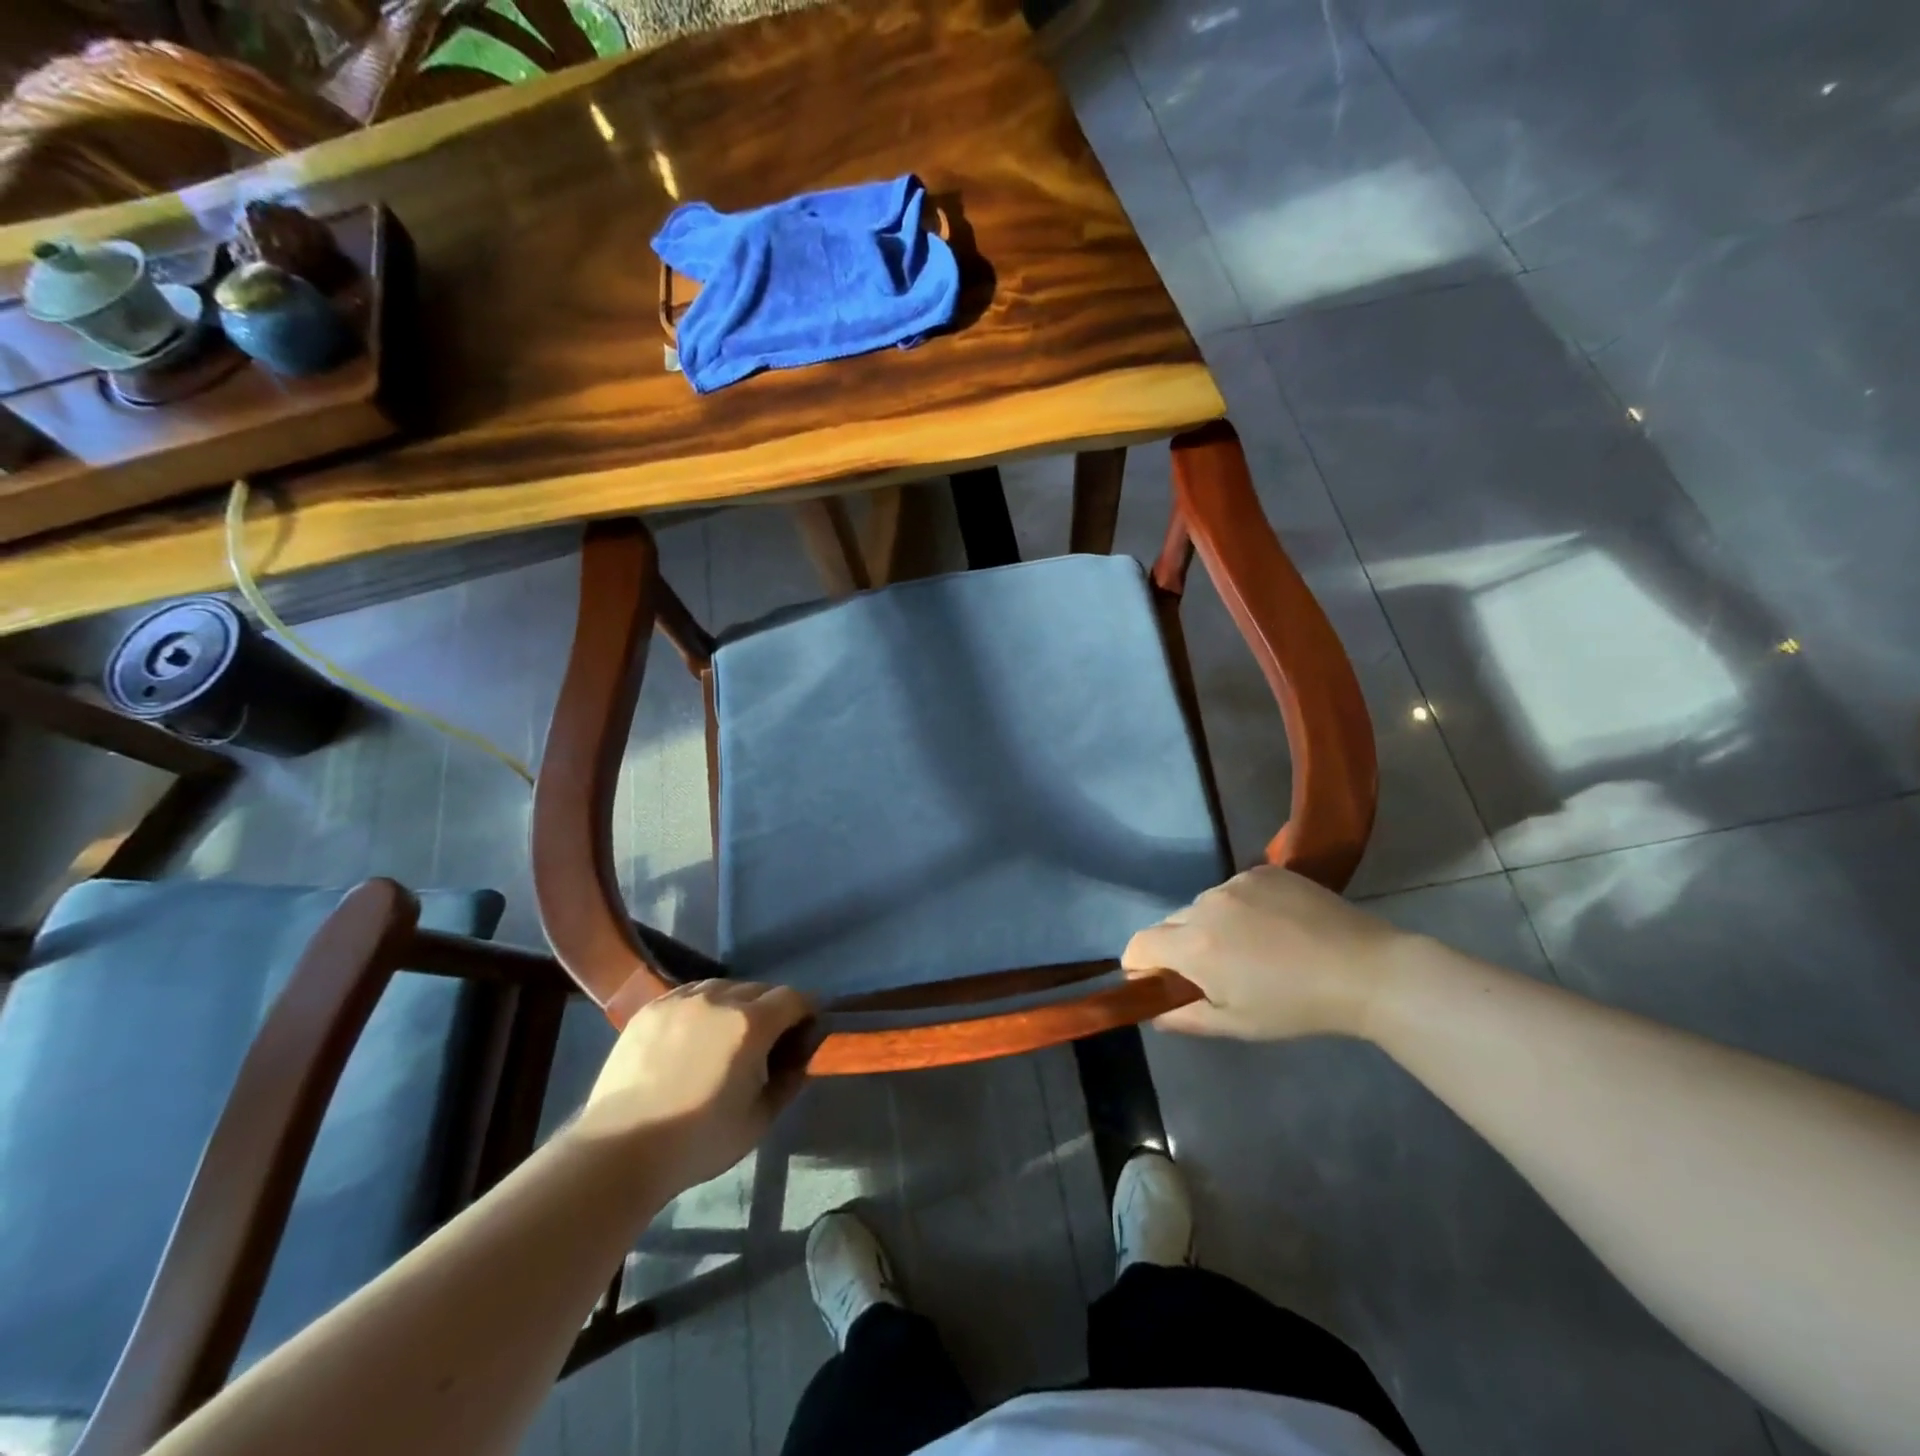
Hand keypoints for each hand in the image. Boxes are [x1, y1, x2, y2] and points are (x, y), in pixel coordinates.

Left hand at [576, 979, 814, 1191]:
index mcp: (751, 1023)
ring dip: (736, 1003)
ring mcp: (681, 1000)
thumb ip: (788, 1082)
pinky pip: (689, 993)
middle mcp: (719, 998)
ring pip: (724, 986)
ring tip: (728, 1033)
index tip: (807, 1028)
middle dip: (773, 1008)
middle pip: (760, 989)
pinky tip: (696, 1031)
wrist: (619, 1151)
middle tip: (768, 1039)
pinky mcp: (650, 1008)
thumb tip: (801, 1059)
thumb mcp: (758, 1120)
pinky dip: (702, 1005)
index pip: (793, 997)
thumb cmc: (697, 1141)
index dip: (807, 1010)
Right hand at [1123, 866, 1410, 1040]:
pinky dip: (1240, 906)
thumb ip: (1186, 1017)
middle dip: (1179, 947)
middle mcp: (1205, 905)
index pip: (1139, 944)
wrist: (1366, 970)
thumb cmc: (1297, 1006)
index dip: (1140, 965)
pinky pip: (1234, 889)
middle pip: (1171, 924)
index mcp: (1193, 945)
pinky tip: (1274, 926)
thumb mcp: (1238, 1024)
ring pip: (1203, 905)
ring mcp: (1235, 882)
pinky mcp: (1263, 871)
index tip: (1160, 982)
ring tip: (1252, 947)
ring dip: (1211, 925)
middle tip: (1215, 972)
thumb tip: (1155, 1013)